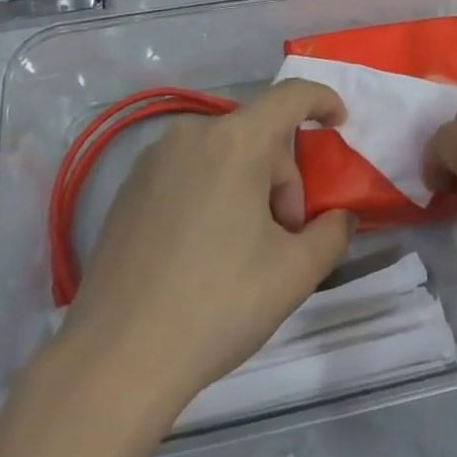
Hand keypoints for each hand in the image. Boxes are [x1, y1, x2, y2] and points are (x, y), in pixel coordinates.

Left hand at [67, 80, 356, 412]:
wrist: (116, 360)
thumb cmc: (217, 304)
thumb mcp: (295, 273)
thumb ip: (333, 233)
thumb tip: (339, 218)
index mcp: (236, 141)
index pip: (292, 96)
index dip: (323, 101)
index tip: (341, 125)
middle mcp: (191, 134)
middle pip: (258, 135)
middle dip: (283, 178)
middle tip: (284, 238)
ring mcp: (153, 159)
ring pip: (223, 154)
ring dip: (248, 187)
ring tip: (243, 251)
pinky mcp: (128, 188)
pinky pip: (189, 171)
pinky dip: (211, 194)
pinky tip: (202, 253)